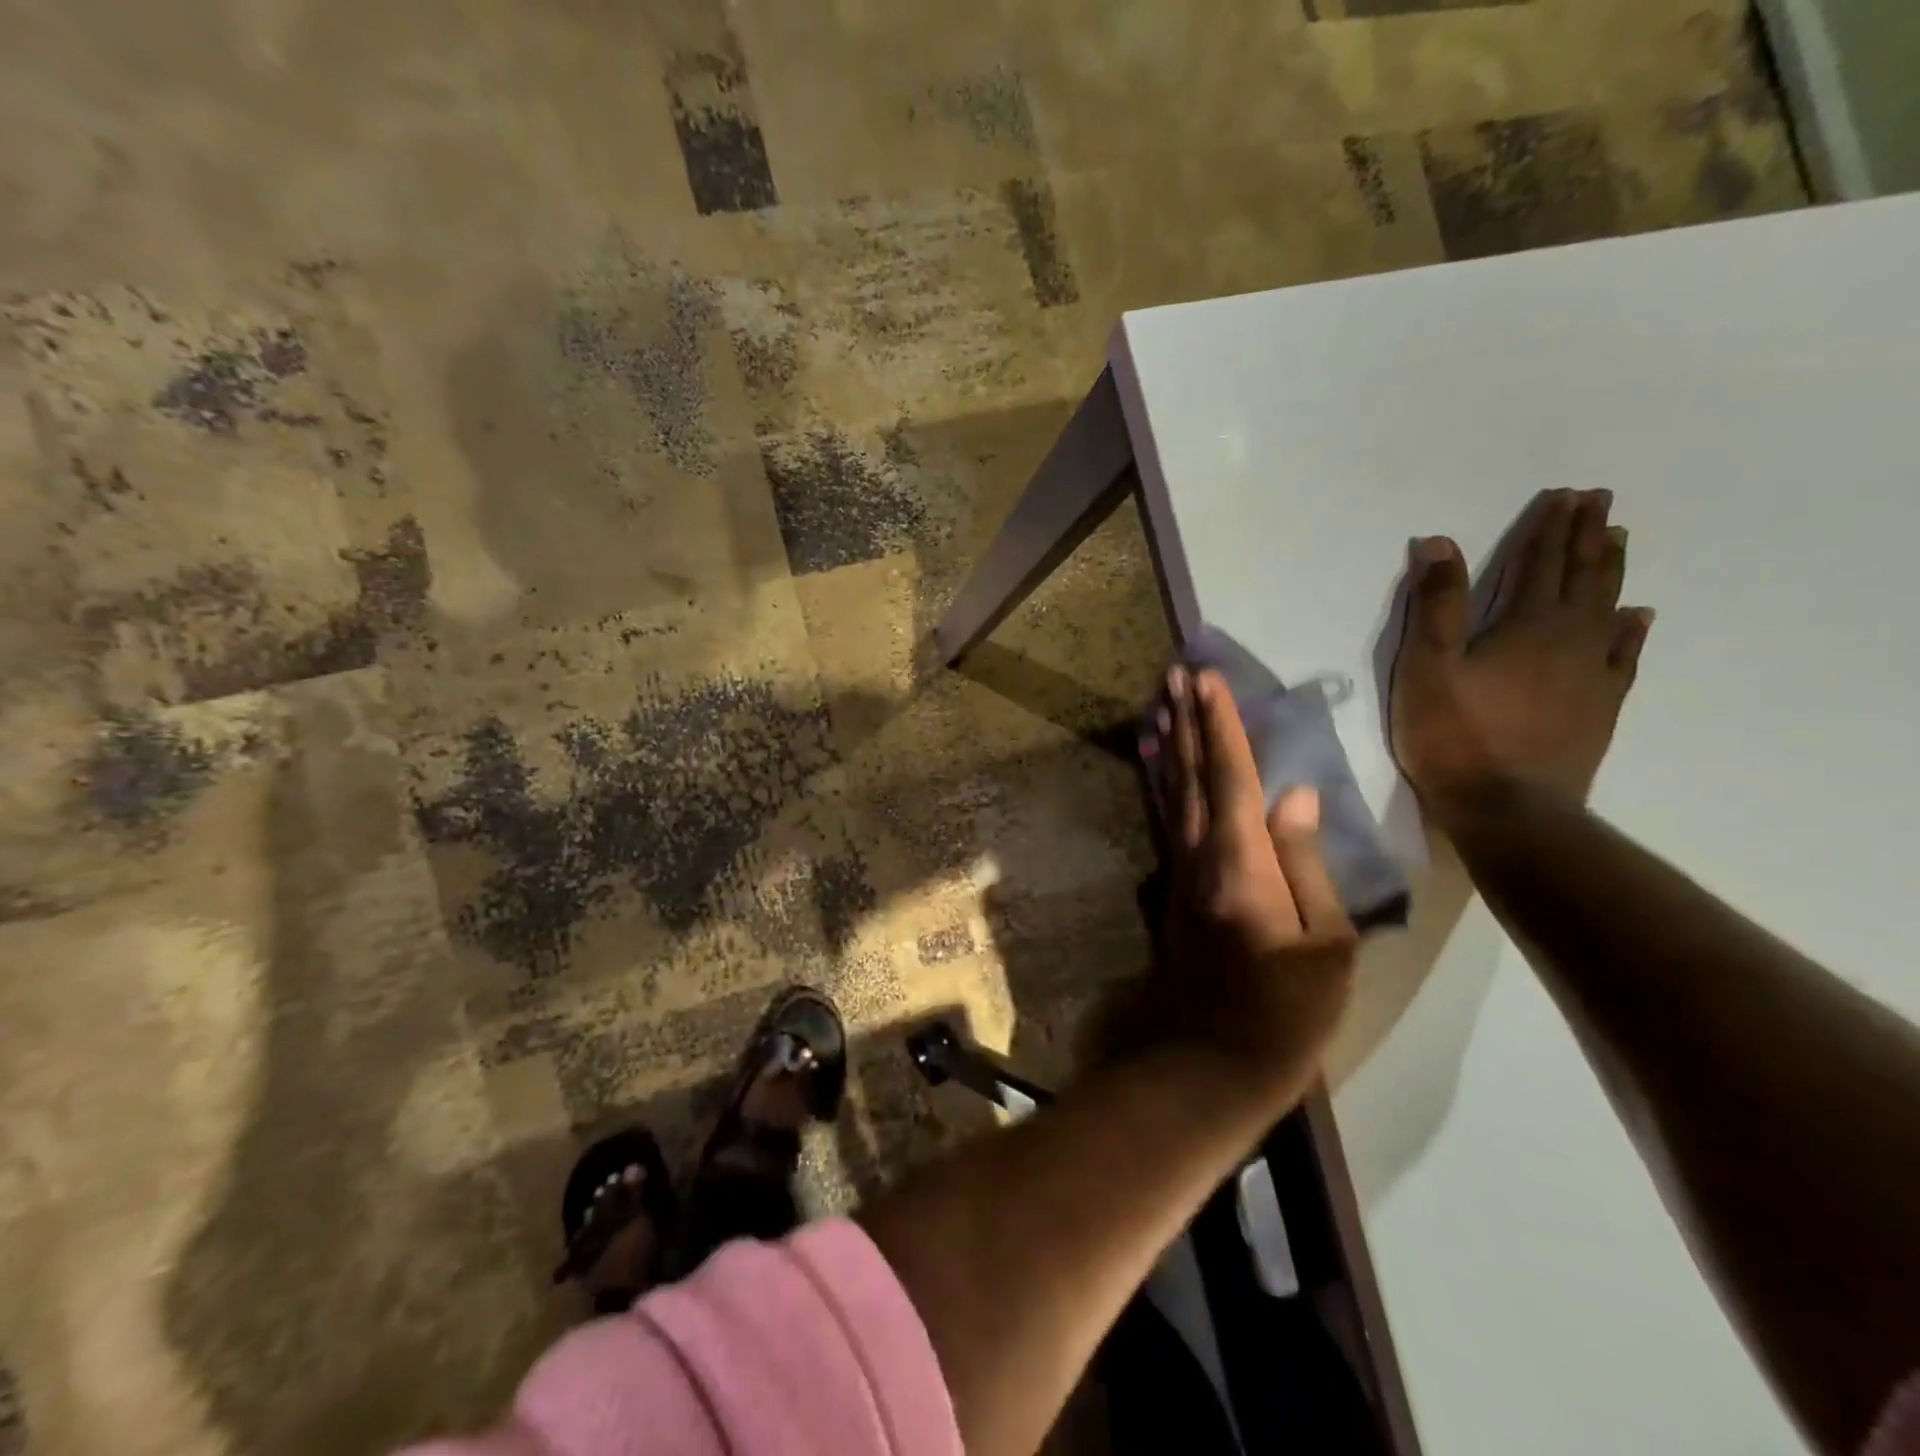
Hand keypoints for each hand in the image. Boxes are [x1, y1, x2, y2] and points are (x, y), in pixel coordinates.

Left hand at [1150, 667, 1358, 1080]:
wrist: (1211, 1060)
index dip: (1219, 725)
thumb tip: (1295, 795)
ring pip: (1171, 794)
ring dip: (1167, 745)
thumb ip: (1306, 861)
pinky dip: (1160, 786)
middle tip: (1173, 674)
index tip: (1207, 679)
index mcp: (1241, 863)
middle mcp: (1199, 856)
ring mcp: (1180, 872)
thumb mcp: (1323, 944)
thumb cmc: (1286, 1011)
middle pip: (1190, 775)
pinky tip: (1156, 768)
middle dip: (1184, 722)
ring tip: (1159, 704)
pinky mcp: (1175, 890)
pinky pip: (1167, 821)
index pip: (1231, 776)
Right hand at [1390, 489, 1653, 813]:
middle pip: (1580, 576)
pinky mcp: (1599, 705)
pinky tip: (1637, 616)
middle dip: (1586, 536)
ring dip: (1610, 570)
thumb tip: (1438, 542)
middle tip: (1599, 501)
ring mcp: (1591, 672)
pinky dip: (1631, 629)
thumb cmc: (1453, 735)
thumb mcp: (1425, 667)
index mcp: (1524, 624)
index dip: (1548, 528)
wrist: (1507, 807)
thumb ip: (1434, 605)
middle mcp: (1569, 638)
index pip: (1538, 563)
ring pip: (1607, 606)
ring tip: (1617, 539)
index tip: (1566, 494)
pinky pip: (1624, 654)